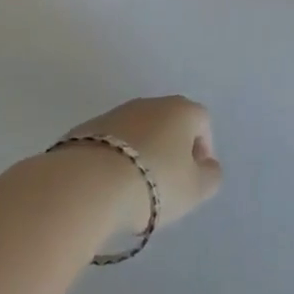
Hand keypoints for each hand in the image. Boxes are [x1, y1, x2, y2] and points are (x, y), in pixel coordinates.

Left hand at [62, 95, 222, 233]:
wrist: (85, 185)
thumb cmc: (153, 183)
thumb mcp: (195, 190)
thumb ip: (210, 176)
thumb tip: (207, 167)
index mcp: (181, 110)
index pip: (202, 122)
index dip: (203, 150)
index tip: (194, 178)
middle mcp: (149, 103)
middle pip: (168, 124)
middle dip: (170, 151)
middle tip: (165, 185)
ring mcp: (114, 114)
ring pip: (137, 133)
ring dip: (140, 155)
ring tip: (133, 190)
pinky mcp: (84, 130)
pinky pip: (109, 145)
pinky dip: (113, 161)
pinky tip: (107, 187)